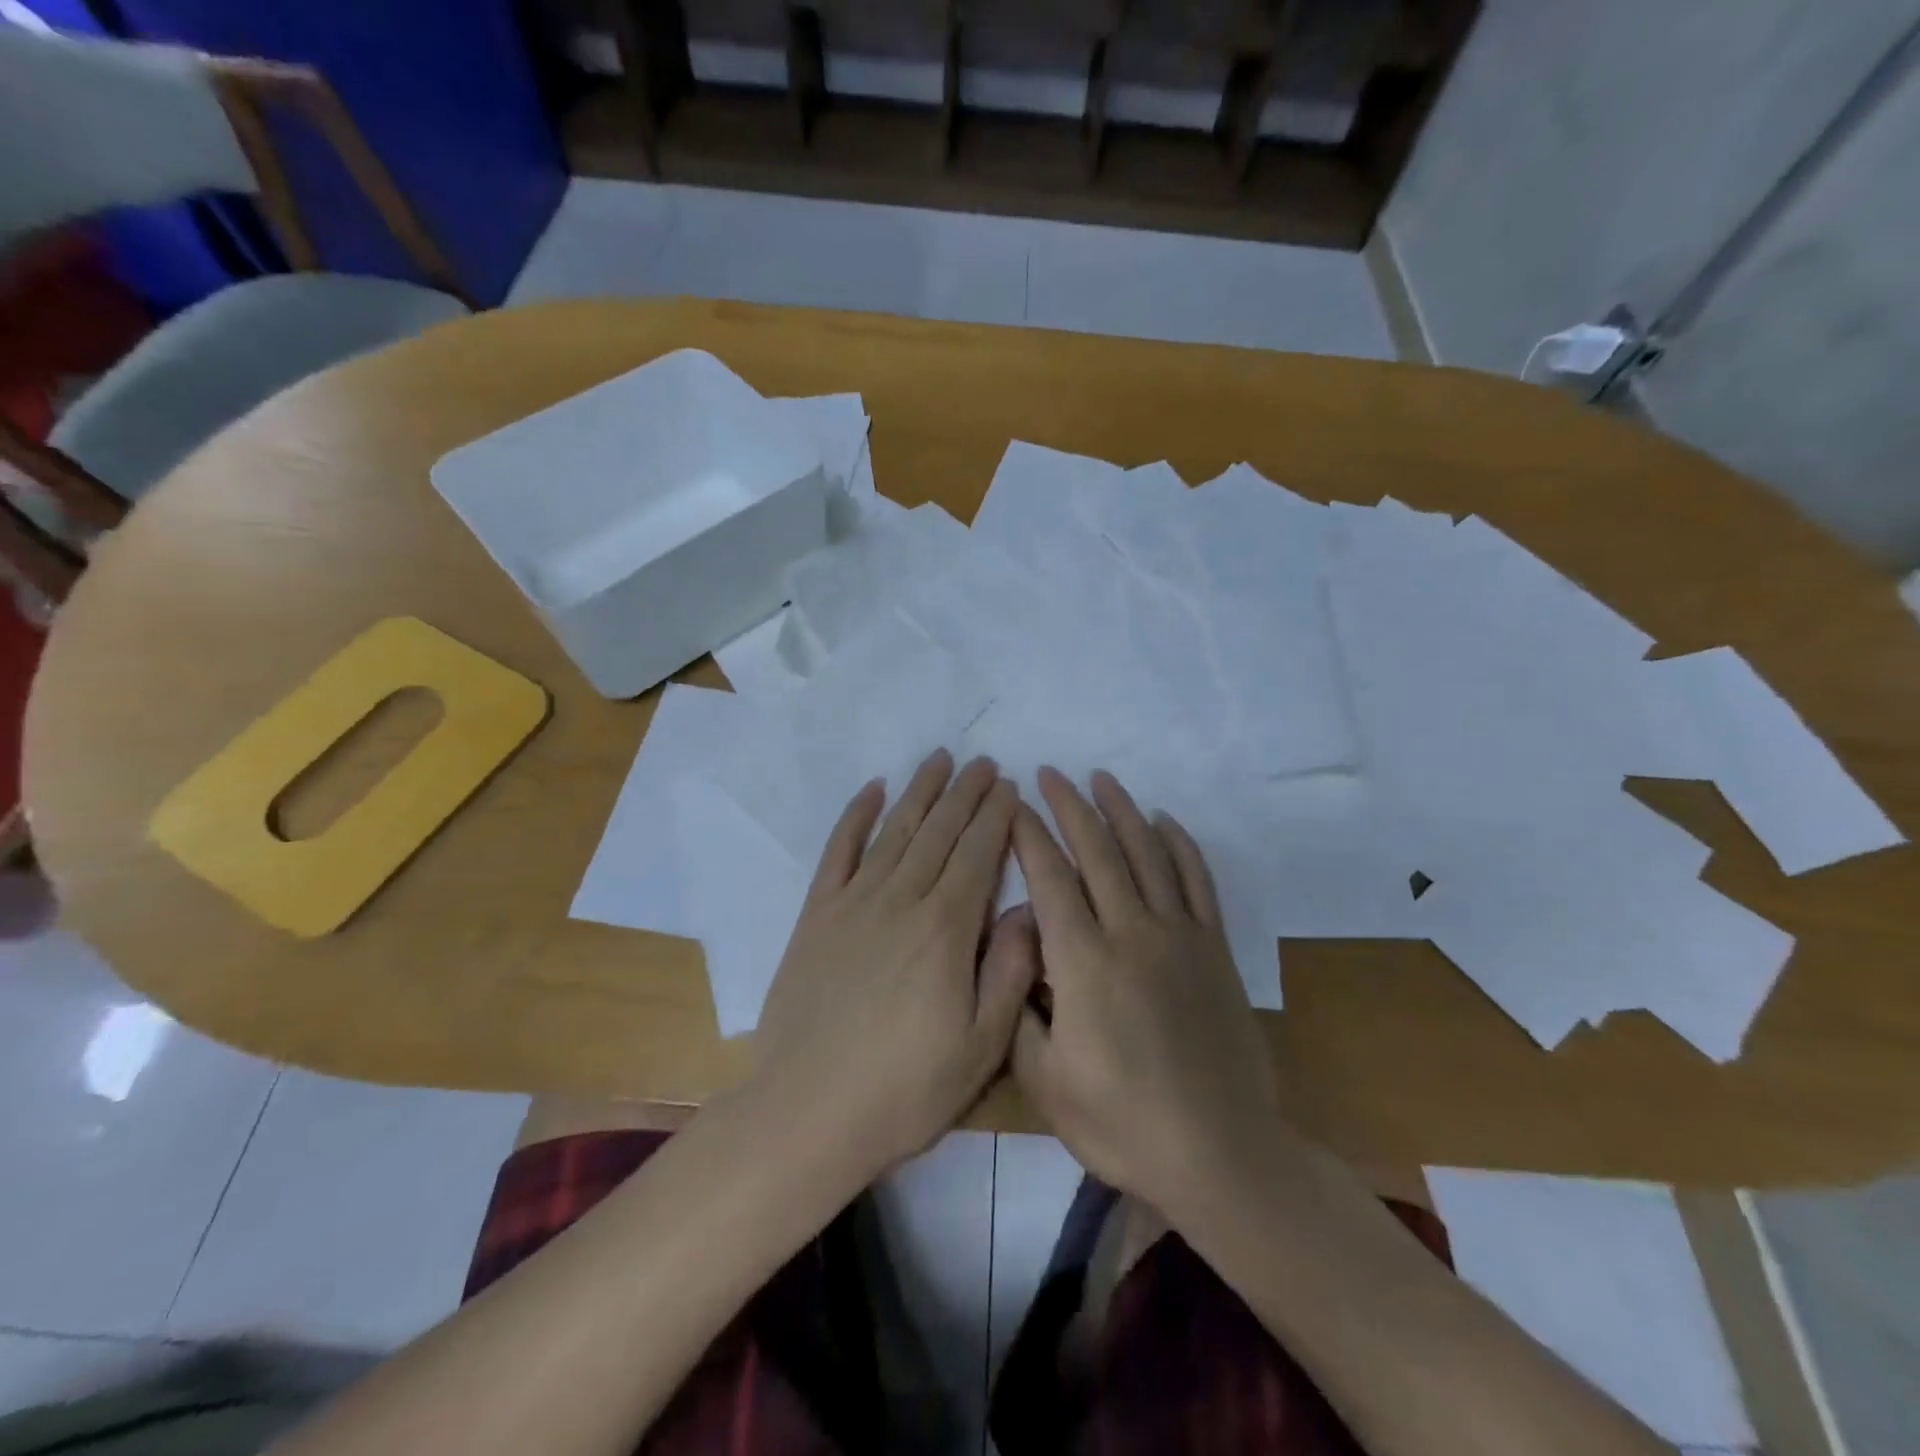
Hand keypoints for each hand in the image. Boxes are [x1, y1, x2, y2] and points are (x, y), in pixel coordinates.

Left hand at [753, 750, 1036, 1177]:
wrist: (807, 1112)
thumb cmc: (905, 1089)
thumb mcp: (981, 1046)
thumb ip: (1011, 971)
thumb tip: (1028, 908)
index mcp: (945, 929)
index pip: (978, 854)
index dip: (996, 817)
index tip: (1010, 786)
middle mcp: (901, 900)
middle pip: (940, 832)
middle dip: (966, 793)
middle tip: (984, 763)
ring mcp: (853, 903)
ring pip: (895, 831)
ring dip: (919, 792)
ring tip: (939, 760)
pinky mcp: (816, 915)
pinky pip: (838, 852)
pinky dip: (855, 816)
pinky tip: (871, 791)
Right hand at [1007, 767, 1282, 1218]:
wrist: (1221, 1154)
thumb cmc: (1122, 1124)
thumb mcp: (1045, 1082)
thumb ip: (1018, 1006)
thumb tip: (1016, 946)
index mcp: (1084, 963)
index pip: (1050, 879)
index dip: (1029, 836)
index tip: (1014, 805)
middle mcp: (1132, 933)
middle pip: (1098, 851)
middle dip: (1070, 807)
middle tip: (1050, 774)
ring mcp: (1180, 937)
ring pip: (1148, 854)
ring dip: (1123, 811)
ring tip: (1102, 779)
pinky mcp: (1215, 949)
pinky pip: (1198, 881)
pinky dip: (1180, 844)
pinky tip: (1165, 821)